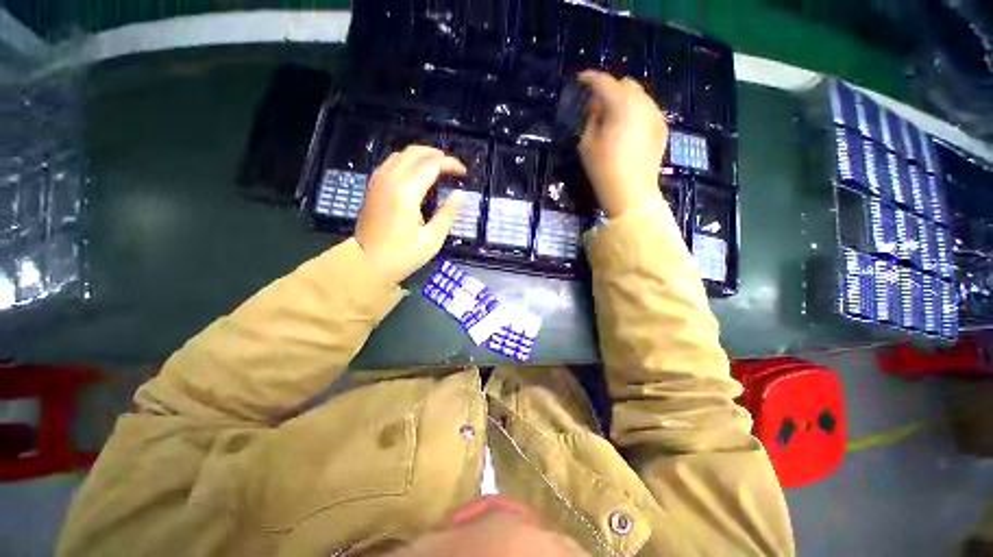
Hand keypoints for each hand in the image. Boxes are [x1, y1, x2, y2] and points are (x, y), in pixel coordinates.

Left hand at [356, 145, 465, 283]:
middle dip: (437, 155)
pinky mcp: (372, 187)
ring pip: (401, 154)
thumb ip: (448, 214)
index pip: (432, 164)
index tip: (463, 173)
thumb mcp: (432, 239)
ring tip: (438, 167)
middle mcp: (390, 180)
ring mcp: (378, 181)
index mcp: (406, 192)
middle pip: (415, 152)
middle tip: (452, 167)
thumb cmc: (402, 255)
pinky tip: (415, 173)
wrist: (366, 263)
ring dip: (422, 155)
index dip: (450, 164)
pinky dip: (407, 161)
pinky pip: (391, 163)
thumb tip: (460, 195)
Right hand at [577, 71, 668, 217]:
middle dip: (610, 90)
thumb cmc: (604, 170)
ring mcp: (656, 115)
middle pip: (626, 84)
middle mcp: (643, 103)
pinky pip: (647, 110)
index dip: (590, 78)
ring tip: (612, 119)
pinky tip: (627, 129)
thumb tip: (597, 107)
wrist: (632, 194)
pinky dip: (636, 112)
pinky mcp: (662, 128)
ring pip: (639, 96)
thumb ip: (591, 119)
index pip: (604, 82)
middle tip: (597, 106)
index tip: (580, 79)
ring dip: (624, 101)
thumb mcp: (587, 144)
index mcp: (622, 105)